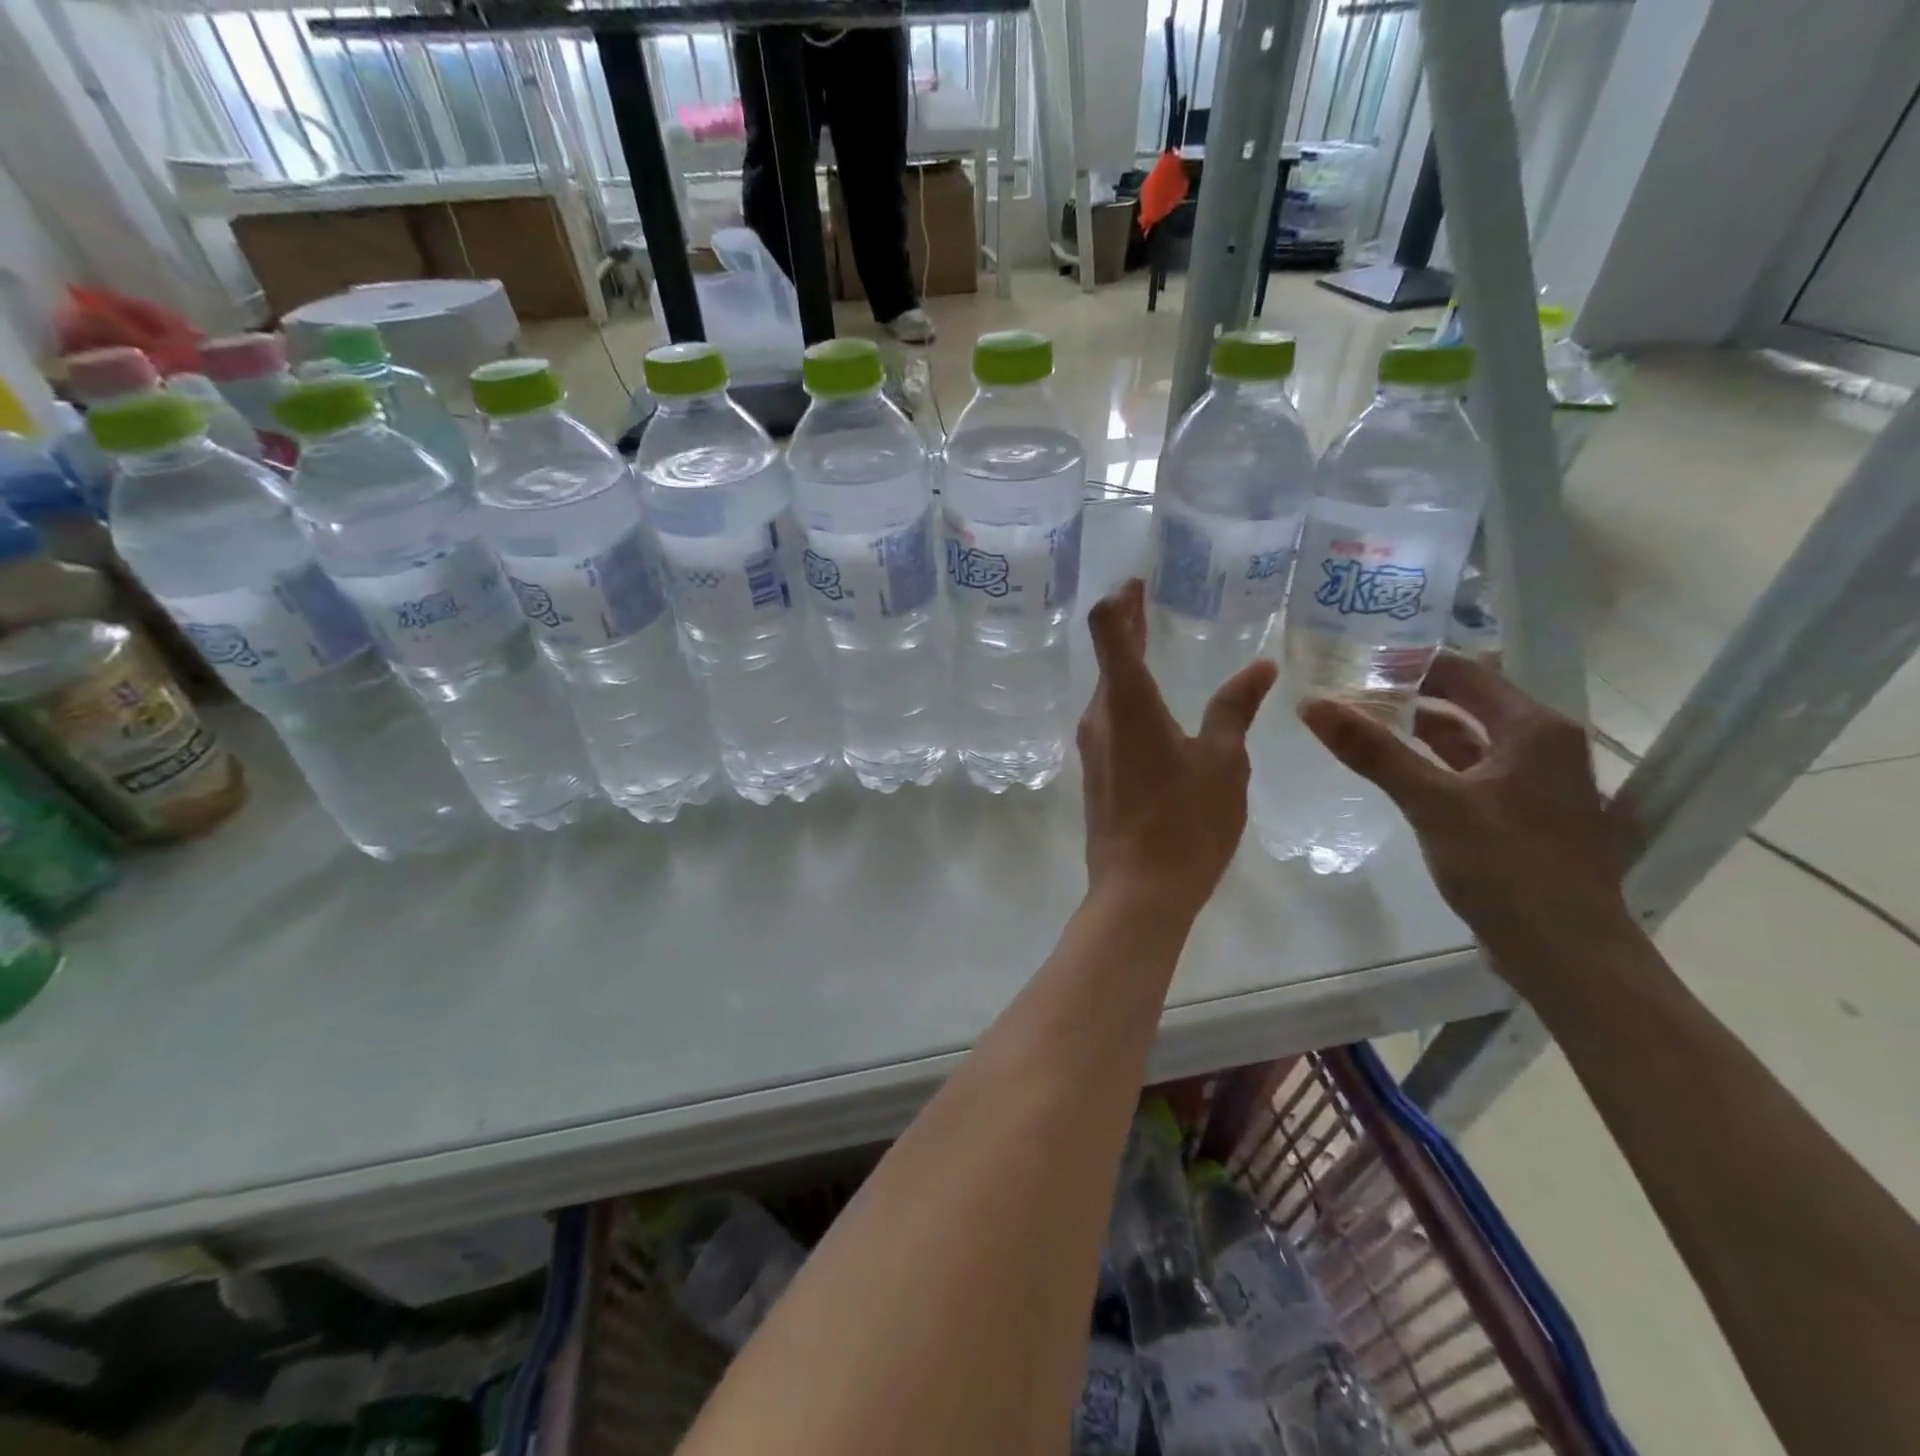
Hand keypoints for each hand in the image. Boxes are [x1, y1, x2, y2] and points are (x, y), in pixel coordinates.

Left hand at [1078, 579, 1276, 916]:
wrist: (1137, 891)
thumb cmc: (1185, 822)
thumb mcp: (1223, 762)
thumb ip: (1235, 708)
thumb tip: (1260, 666)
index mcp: (1127, 702)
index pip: (1107, 629)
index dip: (1121, 600)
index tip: (1140, 582)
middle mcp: (1099, 715)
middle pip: (1107, 655)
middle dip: (1128, 624)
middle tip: (1151, 597)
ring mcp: (1092, 745)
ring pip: (1108, 688)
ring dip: (1128, 661)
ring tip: (1157, 642)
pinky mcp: (1096, 770)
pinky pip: (1111, 718)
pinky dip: (1129, 695)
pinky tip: (1156, 704)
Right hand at [1299, 654, 1635, 968]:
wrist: (1567, 953)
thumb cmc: (1507, 866)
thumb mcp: (1432, 802)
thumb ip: (1373, 751)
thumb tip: (1311, 705)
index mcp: (1534, 729)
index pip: (1464, 673)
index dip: (1410, 663)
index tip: (1355, 660)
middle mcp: (1542, 746)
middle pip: (1466, 704)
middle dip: (1408, 696)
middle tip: (1347, 692)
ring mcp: (1534, 784)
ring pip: (1467, 741)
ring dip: (1417, 732)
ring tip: (1359, 725)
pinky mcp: (1521, 816)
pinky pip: (1469, 773)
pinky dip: (1431, 765)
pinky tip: (1393, 772)